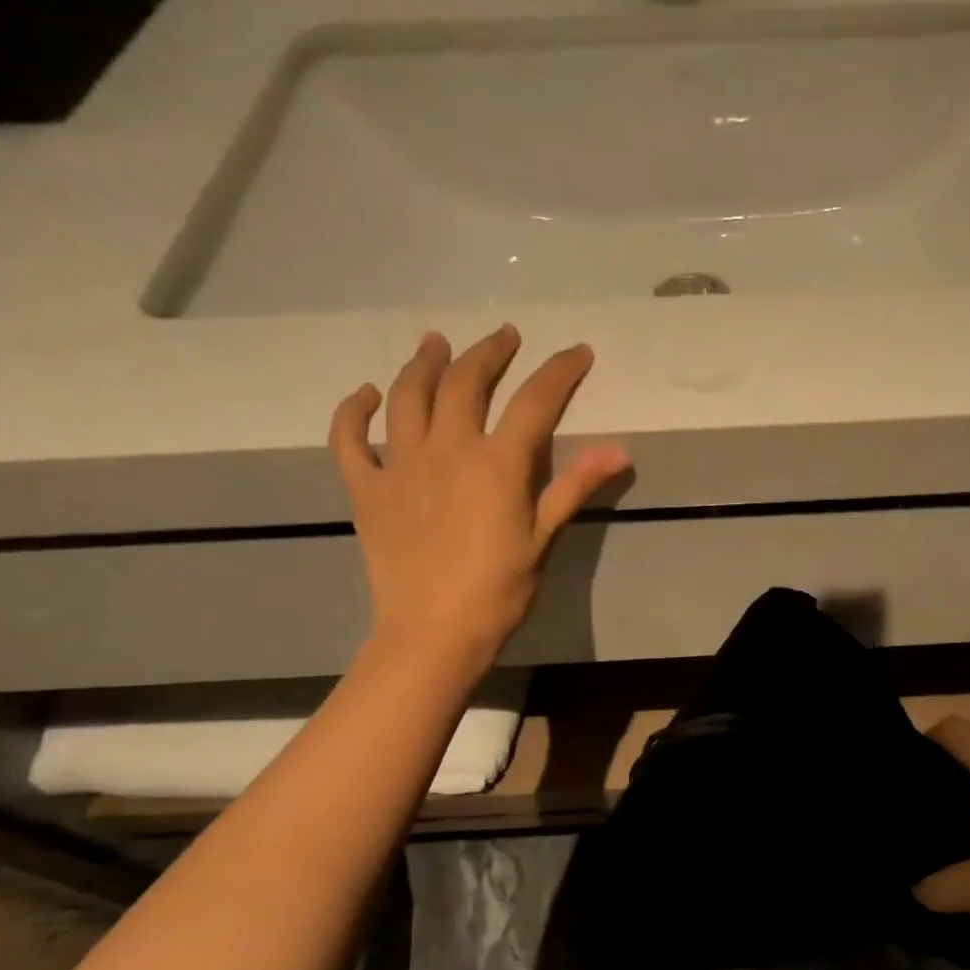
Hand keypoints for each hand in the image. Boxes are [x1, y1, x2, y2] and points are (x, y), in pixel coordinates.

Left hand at [329, 325, 630, 673]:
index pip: (535, 401)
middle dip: (489, 352)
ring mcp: (400, 465)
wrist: (433, 633)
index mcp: (497, 463)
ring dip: (424, 362)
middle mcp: (447, 449)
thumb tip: (620, 450)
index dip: (560, 371)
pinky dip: (354, 411)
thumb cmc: (499, 590)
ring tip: (436, 342)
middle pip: (466, 382)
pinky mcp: (366, 488)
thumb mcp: (544, 538)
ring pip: (409, 396)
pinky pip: (350, 439)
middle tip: (504, 337)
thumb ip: (575, 487)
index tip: (578, 352)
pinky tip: (367, 395)